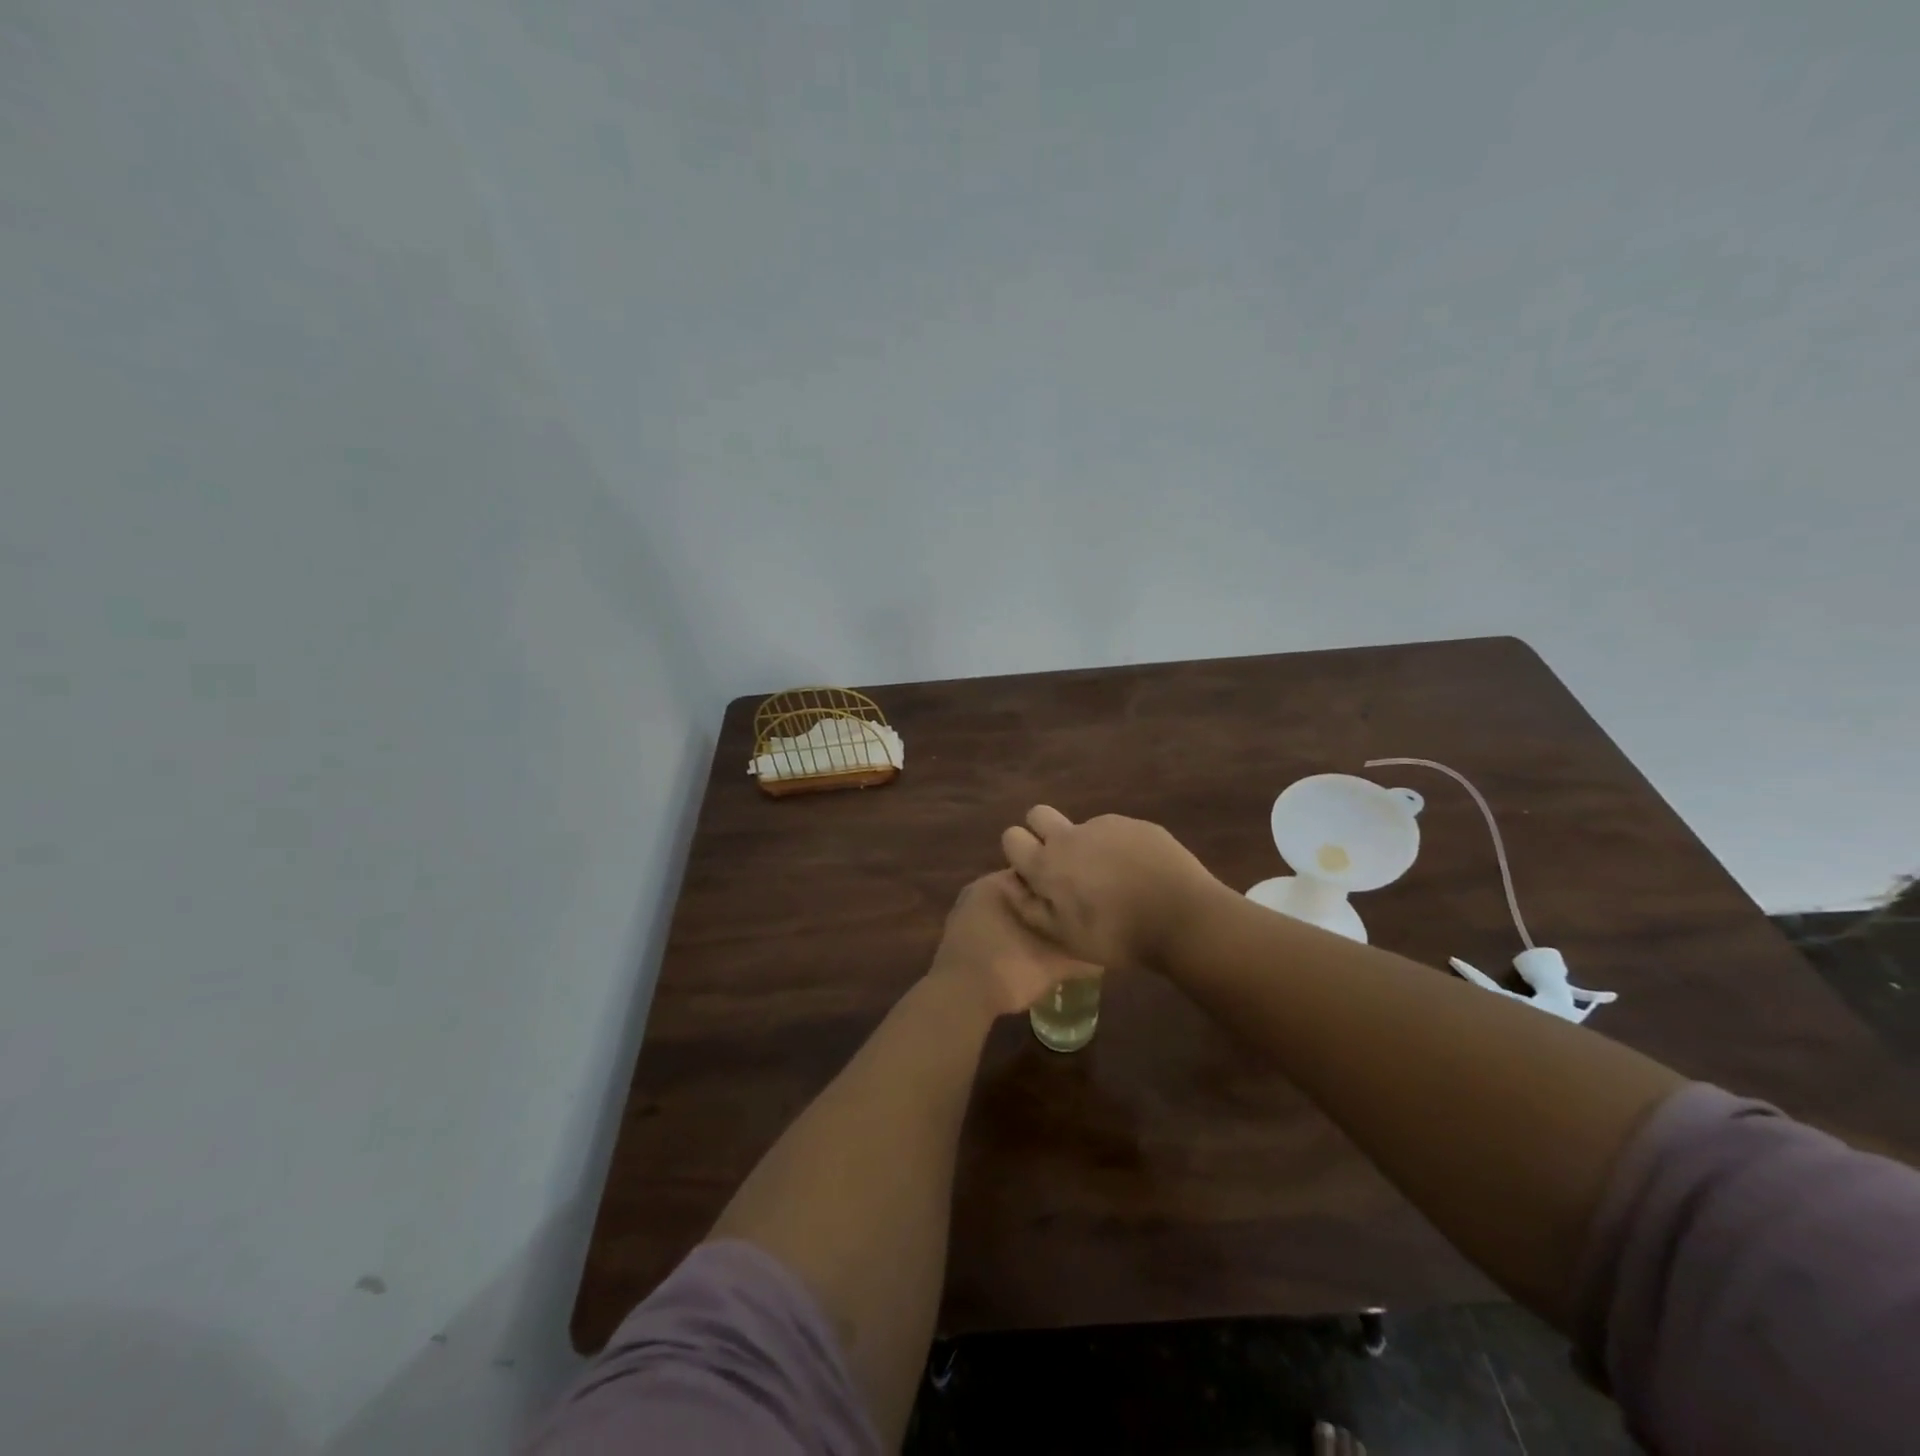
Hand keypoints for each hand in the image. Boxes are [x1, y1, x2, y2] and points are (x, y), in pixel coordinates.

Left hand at [928, 870, 1100, 1018]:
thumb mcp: (1055, 963)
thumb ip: (1082, 954)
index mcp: (999, 882)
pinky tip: (1024, 952)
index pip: (1039, 870)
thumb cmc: (1008, 968)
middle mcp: (979, 889)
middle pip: (1022, 891)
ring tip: (1052, 938)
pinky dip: (1007, 935)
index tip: (1082, 897)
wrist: (958, 1000)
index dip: (1062, 883)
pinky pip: (990, 927)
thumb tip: (1106, 953)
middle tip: (1071, 919)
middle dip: (1044, 904)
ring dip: (1025, 921)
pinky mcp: (957, 936)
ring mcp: (964, 912)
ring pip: (1006, 910)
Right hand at [999, 806, 1223, 971]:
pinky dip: (1117, 847)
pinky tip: (1138, 873)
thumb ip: (1028, 907)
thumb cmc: (1116, 935)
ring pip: (1081, 826)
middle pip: (1038, 814)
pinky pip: (1115, 831)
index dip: (1018, 852)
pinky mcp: (1136, 824)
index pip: (1011, 837)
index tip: (1033, 873)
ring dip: (1085, 845)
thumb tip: (1006, 882)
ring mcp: (1105, 825)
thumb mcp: (1064, 937)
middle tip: (1063, 865)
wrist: (1181, 916)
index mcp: (1047, 864)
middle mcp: (1070, 835)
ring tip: (1112, 879)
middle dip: (1041, 831)